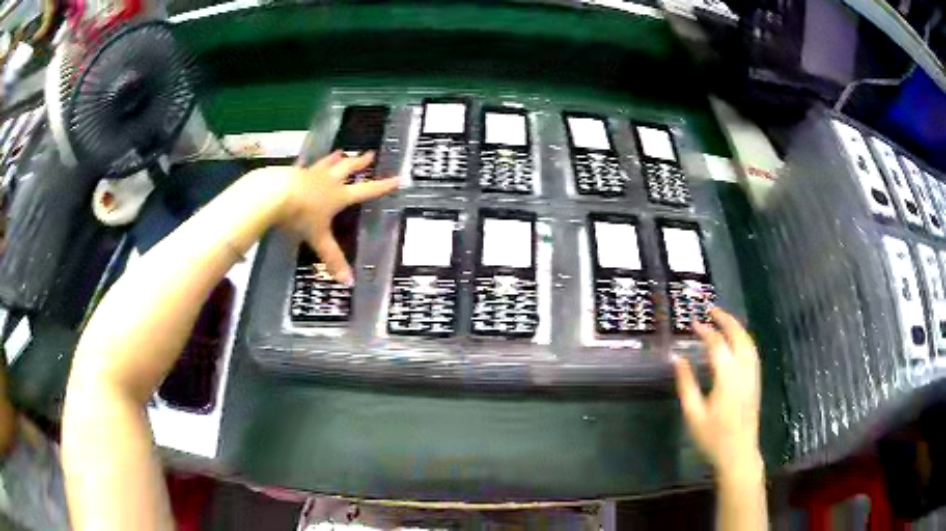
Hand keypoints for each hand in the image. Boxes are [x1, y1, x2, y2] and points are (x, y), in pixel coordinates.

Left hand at [273, 151, 398, 283]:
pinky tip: (305, 163)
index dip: (382, 186)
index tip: (396, 178)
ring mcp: (311, 174)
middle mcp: (328, 181)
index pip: (366, 191)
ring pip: (328, 163)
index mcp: (339, 196)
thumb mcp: (318, 239)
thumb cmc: (300, 215)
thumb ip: (332, 258)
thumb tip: (349, 282)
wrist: (274, 195)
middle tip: (370, 154)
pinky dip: (307, 164)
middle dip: (360, 162)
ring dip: (336, 158)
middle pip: (348, 168)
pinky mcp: (294, 172)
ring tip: (341, 152)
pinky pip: (304, 166)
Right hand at [673, 308, 762, 482]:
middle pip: (739, 336)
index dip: (705, 331)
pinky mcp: (756, 381)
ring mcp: (753, 375)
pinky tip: (736, 341)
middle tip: (711, 309)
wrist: (739, 453)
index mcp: (728, 377)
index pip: (717, 344)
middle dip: (726, 319)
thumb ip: (686, 384)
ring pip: (749, 342)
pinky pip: (752, 351)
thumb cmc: (713, 437)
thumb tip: (678, 359)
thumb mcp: (693, 414)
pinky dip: (744, 339)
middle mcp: (744, 370)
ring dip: (737, 327)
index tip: (693, 324)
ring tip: (723, 319)